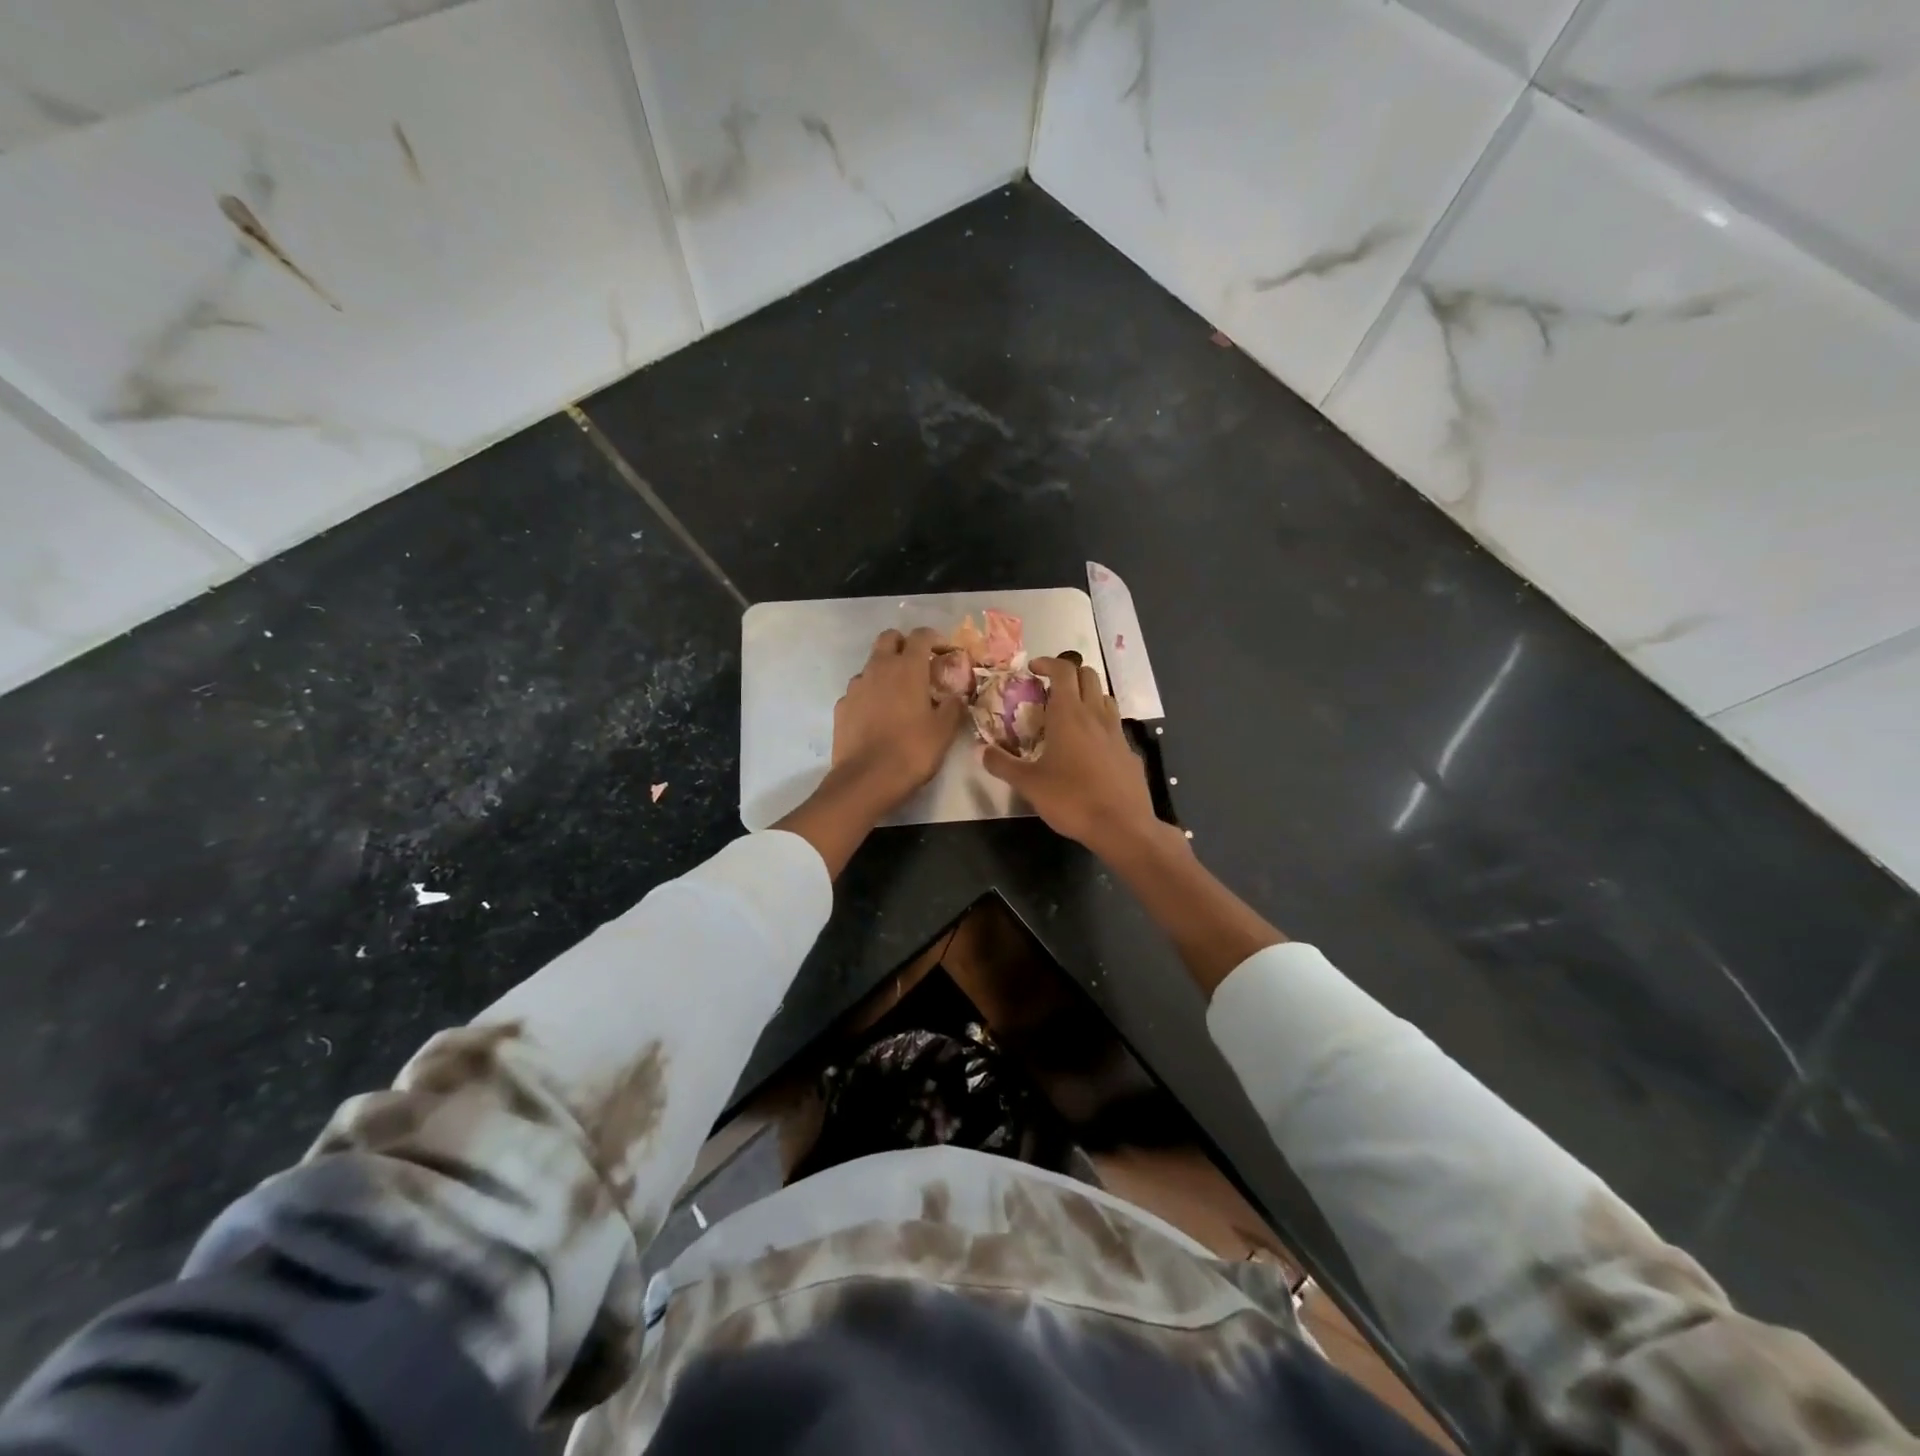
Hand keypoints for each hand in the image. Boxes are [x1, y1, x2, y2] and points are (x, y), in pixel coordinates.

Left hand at [831, 627, 966, 809]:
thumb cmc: (912, 750)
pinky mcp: (841, 706)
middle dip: (904, 644)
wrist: (866, 779)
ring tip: (897, 695)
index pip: (921, 636)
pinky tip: (877, 716)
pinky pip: (858, 691)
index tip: (944, 651)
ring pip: (871, 665)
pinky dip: (869, 695)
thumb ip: (953, 706)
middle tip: (918, 665)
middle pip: (889, 638)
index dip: (934, 638)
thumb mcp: (944, 731)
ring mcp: (855, 686)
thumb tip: (957, 696)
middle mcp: (878, 668)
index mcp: (907, 668)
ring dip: (885, 671)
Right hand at [982, 655, 1161, 856]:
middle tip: (1049, 690)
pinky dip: (1100, 724)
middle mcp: (1095, 715)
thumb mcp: (1029, 784)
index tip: (1033, 670)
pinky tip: (1089, 748)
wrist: (1122, 826)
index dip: (1048, 663)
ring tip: (1070, 715)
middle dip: (1069, 675)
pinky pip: (1114, 726)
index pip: (1063, 670)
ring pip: (1104, 697)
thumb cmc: (1072, 799)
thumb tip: (980, 750)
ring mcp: (1117, 732)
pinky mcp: (1129, 752)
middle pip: (1088, 675)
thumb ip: (1002, 764)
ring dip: (1087, 696)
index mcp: (1069, 714)